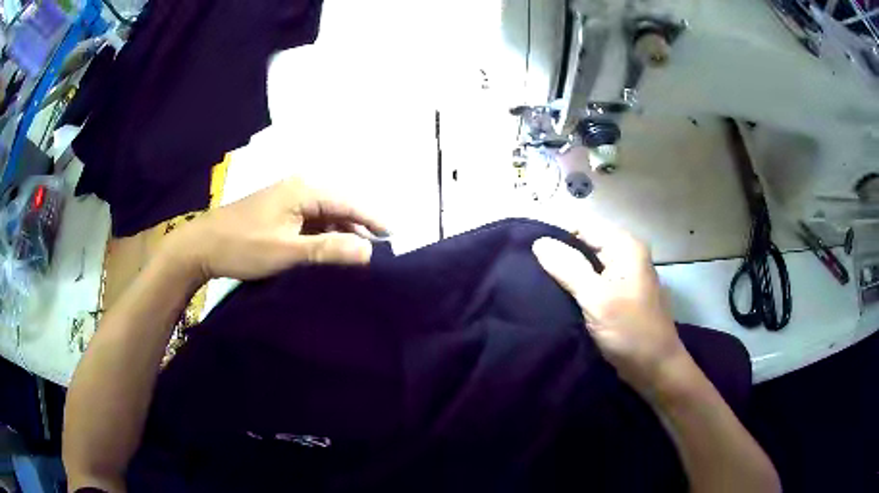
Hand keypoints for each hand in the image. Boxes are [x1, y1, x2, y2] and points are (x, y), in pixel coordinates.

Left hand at [163, 177, 386, 283]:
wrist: (202, 245)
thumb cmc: (243, 246)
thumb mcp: (287, 251)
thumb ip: (328, 250)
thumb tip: (368, 251)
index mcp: (305, 190)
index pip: (350, 201)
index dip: (373, 218)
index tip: (395, 236)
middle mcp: (300, 187)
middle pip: (340, 205)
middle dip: (360, 225)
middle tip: (381, 249)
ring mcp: (289, 198)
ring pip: (326, 213)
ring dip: (342, 231)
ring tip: (360, 253)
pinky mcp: (280, 210)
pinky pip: (312, 219)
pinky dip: (325, 233)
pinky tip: (331, 249)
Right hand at [532, 222, 687, 393]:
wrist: (655, 367)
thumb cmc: (629, 331)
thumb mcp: (595, 298)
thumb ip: (567, 268)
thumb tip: (539, 242)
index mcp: (625, 246)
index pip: (582, 226)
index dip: (556, 236)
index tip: (528, 252)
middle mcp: (627, 253)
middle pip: (586, 243)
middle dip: (560, 254)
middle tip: (530, 269)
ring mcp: (625, 273)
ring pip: (589, 262)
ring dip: (568, 270)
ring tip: (539, 280)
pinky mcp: (621, 292)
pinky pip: (595, 278)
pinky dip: (578, 284)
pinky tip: (559, 293)